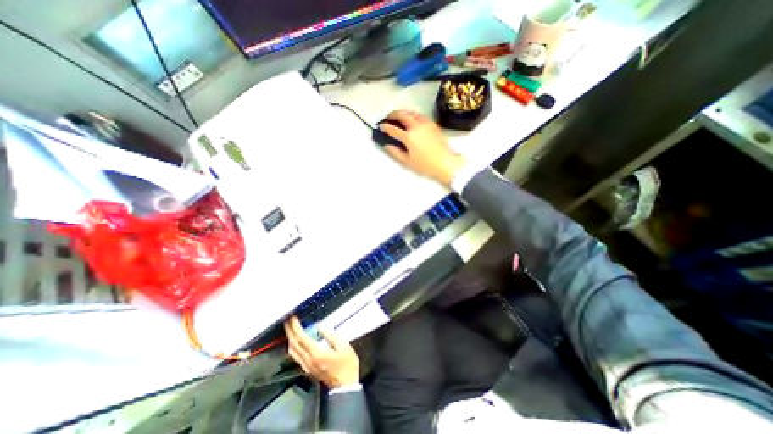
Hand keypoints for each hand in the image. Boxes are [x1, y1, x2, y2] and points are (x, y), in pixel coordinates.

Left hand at [283, 315, 360, 388]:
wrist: (345, 386)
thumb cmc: (347, 364)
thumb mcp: (343, 346)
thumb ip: (330, 335)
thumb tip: (319, 325)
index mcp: (316, 353)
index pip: (301, 338)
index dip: (295, 327)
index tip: (293, 317)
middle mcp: (308, 360)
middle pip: (294, 344)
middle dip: (289, 331)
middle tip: (287, 320)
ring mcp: (306, 366)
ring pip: (292, 352)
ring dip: (290, 339)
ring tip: (290, 328)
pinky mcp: (307, 370)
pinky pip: (296, 356)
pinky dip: (293, 346)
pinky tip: (296, 341)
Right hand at [379, 109, 464, 186]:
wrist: (445, 162)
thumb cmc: (426, 165)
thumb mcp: (408, 162)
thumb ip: (396, 153)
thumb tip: (387, 146)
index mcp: (409, 137)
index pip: (393, 129)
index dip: (385, 127)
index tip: (381, 126)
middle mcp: (416, 127)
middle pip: (402, 115)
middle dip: (393, 114)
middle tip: (388, 117)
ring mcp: (425, 124)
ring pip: (412, 112)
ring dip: (403, 112)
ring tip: (399, 116)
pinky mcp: (433, 124)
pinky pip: (420, 115)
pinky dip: (413, 115)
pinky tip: (412, 119)